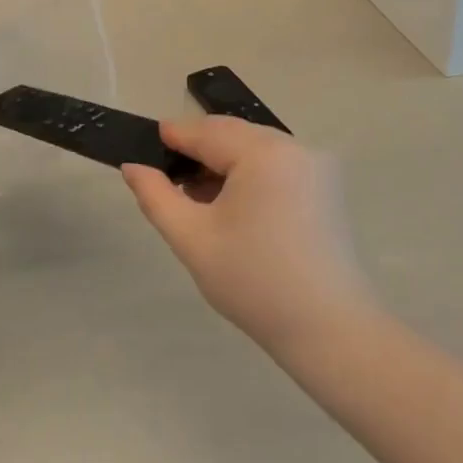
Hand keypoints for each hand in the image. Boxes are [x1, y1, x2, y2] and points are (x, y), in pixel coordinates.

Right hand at [121, 117, 373, 351]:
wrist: (330, 331)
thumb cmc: (255, 282)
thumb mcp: (193, 239)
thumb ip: (157, 197)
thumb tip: (132, 167)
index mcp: (263, 152)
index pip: (206, 132)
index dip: (173, 136)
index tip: (144, 144)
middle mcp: (294, 146)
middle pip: (232, 135)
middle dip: (198, 151)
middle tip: (166, 178)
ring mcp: (316, 165)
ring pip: (254, 148)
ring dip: (223, 163)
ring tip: (195, 197)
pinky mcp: (326, 186)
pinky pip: (276, 164)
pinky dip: (249, 174)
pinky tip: (231, 205)